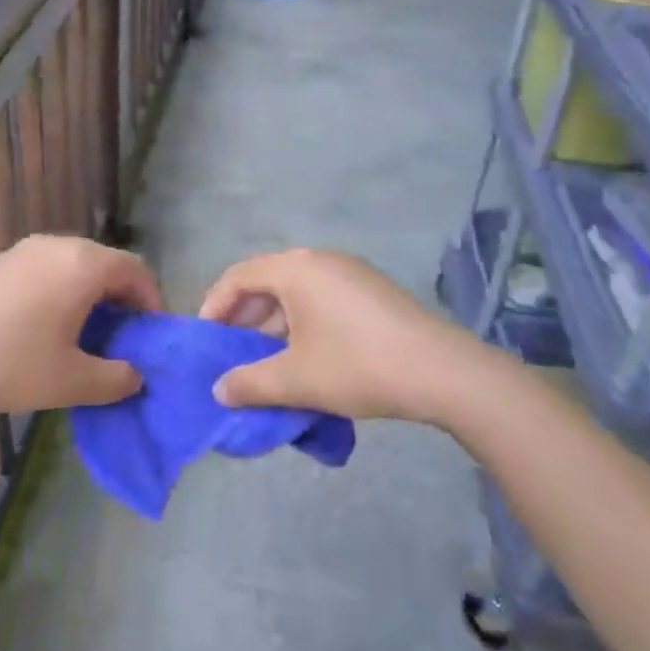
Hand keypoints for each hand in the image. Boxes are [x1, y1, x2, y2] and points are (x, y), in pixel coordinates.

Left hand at [0, 235, 160, 422]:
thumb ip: (116, 378)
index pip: (136, 270)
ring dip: (87, 297)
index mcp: (82, 264)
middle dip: (120, 300)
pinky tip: (39, 330)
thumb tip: (135, 374)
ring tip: (82, 338)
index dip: (152, 302)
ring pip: (71, 267)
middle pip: (104, 264)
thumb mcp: (72, 382)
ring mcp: (20, 250)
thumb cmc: (7, 366)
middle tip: (120, 340)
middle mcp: (54, 245)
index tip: (150, 337)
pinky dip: (57, 293)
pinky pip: (42, 271)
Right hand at [200, 248, 485, 421]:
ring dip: (274, 325)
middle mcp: (320, 260)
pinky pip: (321, 299)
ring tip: (267, 363)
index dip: (214, 307)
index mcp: (295, 268)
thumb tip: (219, 390)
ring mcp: (350, 273)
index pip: (238, 277)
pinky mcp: (372, 291)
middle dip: (244, 319)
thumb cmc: (357, 366)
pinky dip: (302, 324)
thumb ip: (249, 384)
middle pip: (266, 282)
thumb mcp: (295, 380)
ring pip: (296, 293)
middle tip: (233, 355)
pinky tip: (307, 359)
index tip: (206, 342)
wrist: (443, 372)